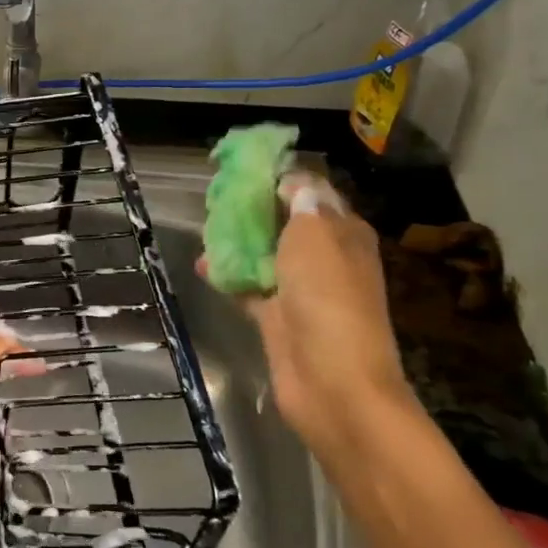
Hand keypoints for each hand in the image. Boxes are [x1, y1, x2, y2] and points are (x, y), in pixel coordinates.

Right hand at [217, 173, 412, 458]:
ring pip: (264, 253)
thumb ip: (301, 201)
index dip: (280, 176)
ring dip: (237, 241)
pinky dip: (229, 274)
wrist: (332, 381)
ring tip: (205, 228)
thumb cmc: (328, 297)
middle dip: (252, 208)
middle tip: (217, 198)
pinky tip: (203, 265)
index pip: (311, 192)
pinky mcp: (278, 316)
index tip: (242, 166)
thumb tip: (290, 181)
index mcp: (343, 232)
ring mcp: (301, 288)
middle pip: (284, 221)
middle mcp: (325, 256)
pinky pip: (249, 285)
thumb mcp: (316, 234)